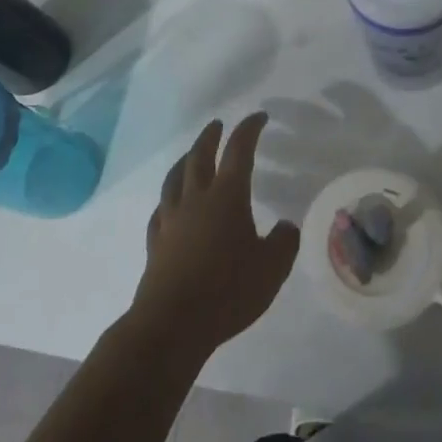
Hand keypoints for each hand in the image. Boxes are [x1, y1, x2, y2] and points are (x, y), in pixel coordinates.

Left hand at [129, 113, 298, 364]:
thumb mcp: (273, 268)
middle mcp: (196, 199)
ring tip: (190, 155)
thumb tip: (285, 226)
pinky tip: (169, 205)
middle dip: (210, 137)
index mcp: (228, 196)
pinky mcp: (156, 243)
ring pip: (175, 179)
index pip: (240, 151)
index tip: (259, 117)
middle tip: (217, 125)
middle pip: (200, 157)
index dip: (249, 129)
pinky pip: (160, 210)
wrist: (173, 323)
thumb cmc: (228, 290)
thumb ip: (284, 242)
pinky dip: (168, 199)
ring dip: (185, 160)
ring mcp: (171, 220)